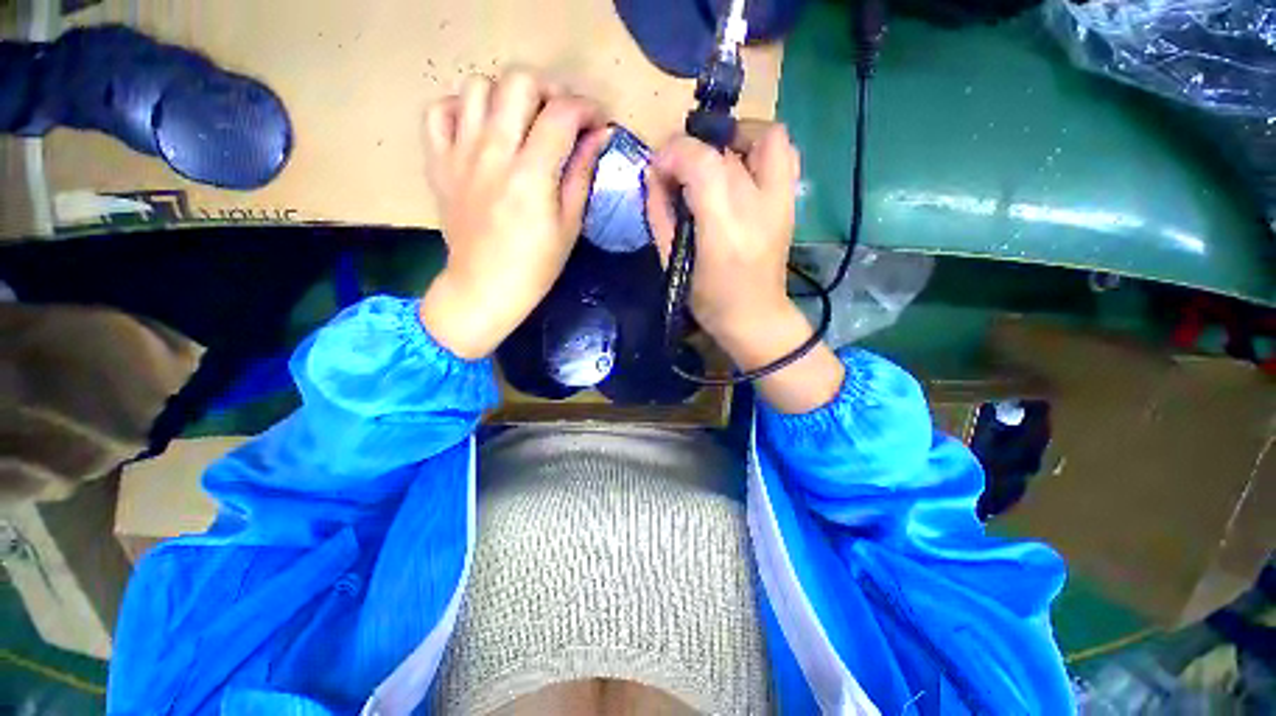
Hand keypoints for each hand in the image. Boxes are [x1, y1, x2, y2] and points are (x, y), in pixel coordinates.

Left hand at [420, 69, 609, 358]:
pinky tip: (479, 130)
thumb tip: (599, 135)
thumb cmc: (535, 266)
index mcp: (531, 175)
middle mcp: (493, 153)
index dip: (586, 108)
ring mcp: (459, 154)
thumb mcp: (569, 226)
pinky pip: (438, 111)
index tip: (596, 122)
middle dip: (548, 90)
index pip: (562, 114)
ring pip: (476, 86)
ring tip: (520, 122)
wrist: (483, 288)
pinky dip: (460, 109)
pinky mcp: (438, 162)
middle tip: (560, 116)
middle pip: (518, 82)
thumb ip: (582, 174)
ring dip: (506, 95)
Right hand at [646, 121, 844, 412]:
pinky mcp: (791, 202)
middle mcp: (758, 207)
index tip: (658, 170)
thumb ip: (659, 216)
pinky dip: (760, 147)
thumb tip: (652, 176)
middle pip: (725, 149)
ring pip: (766, 136)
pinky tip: (740, 167)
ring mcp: (781, 201)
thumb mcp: (673, 264)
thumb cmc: (709, 301)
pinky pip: (784, 154)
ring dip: (733, 138)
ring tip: (713, 159)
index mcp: (724, 229)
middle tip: (679, 173)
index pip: (700, 162)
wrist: (756, 318)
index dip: (673, 154)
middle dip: (692, 150)